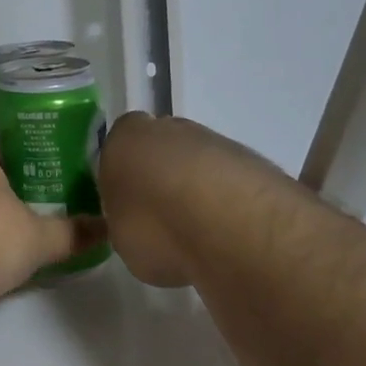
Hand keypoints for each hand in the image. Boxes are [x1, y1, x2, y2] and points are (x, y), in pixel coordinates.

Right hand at [98, 112, 293, 286]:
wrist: (229, 224)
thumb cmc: (155, 227)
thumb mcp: (120, 237)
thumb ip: (124, 220)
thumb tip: (135, 222)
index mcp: (124, 137)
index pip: (115, 148)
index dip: (121, 177)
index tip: (127, 207)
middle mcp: (166, 128)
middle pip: (158, 149)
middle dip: (159, 178)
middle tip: (162, 220)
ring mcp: (211, 139)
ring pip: (195, 162)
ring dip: (195, 188)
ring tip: (200, 233)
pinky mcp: (250, 158)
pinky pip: (226, 179)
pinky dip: (225, 199)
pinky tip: (228, 231)